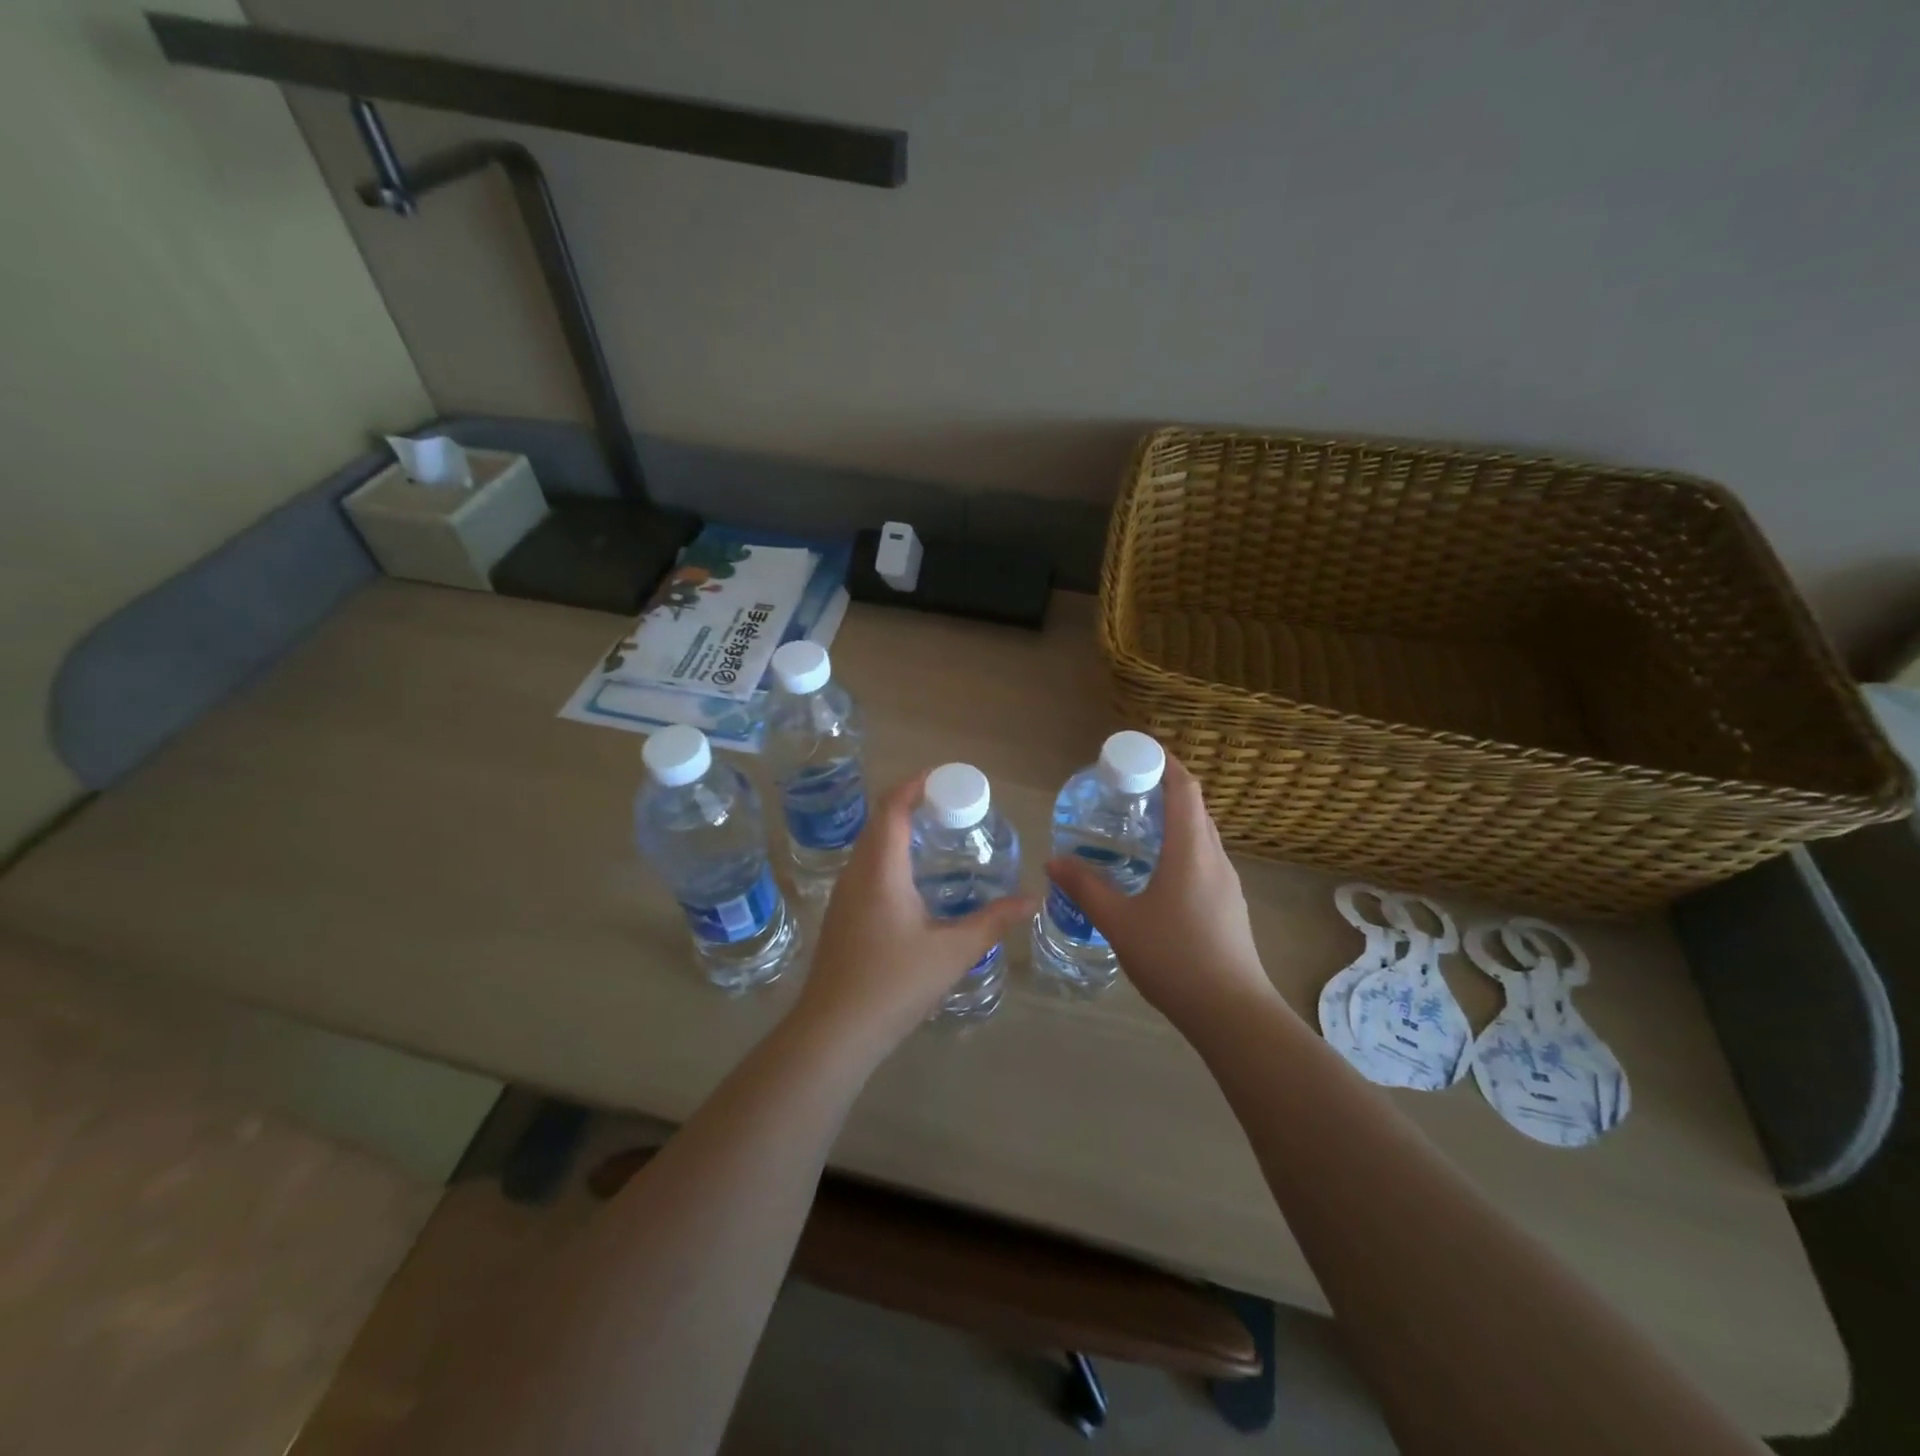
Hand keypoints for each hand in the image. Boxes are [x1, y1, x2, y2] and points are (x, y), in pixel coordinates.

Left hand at [793, 773, 1035, 1057]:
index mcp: (880, 870)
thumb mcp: (952, 952)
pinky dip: (890, 858)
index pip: (892, 807)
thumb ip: (993, 922)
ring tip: (938, 838)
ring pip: (870, 847)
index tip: (946, 779)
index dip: (915, 785)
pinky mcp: (841, 916)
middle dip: (912, 805)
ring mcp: (844, 896)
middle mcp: (857, 873)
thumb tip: (1031, 900)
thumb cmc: (894, 984)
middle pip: (880, 822)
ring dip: (899, 832)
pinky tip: (915, 883)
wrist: (834, 1032)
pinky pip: (866, 869)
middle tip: (952, 808)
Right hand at [1046, 756, 1285, 1037]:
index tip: (1138, 751)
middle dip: (1164, 789)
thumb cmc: (1175, 958)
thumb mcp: (1120, 922)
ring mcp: (1227, 884)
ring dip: (1174, 820)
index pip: (1185, 788)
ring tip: (1137, 827)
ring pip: (1201, 835)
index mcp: (1191, 851)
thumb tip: (1054, 860)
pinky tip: (1155, 873)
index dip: (1166, 762)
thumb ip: (1085, 888)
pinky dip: (1181, 848)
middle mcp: (1215, 858)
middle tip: (1125, 789)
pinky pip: (1204, 860)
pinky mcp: (1230, 906)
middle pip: (1195, 808)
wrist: (1232, 1013)